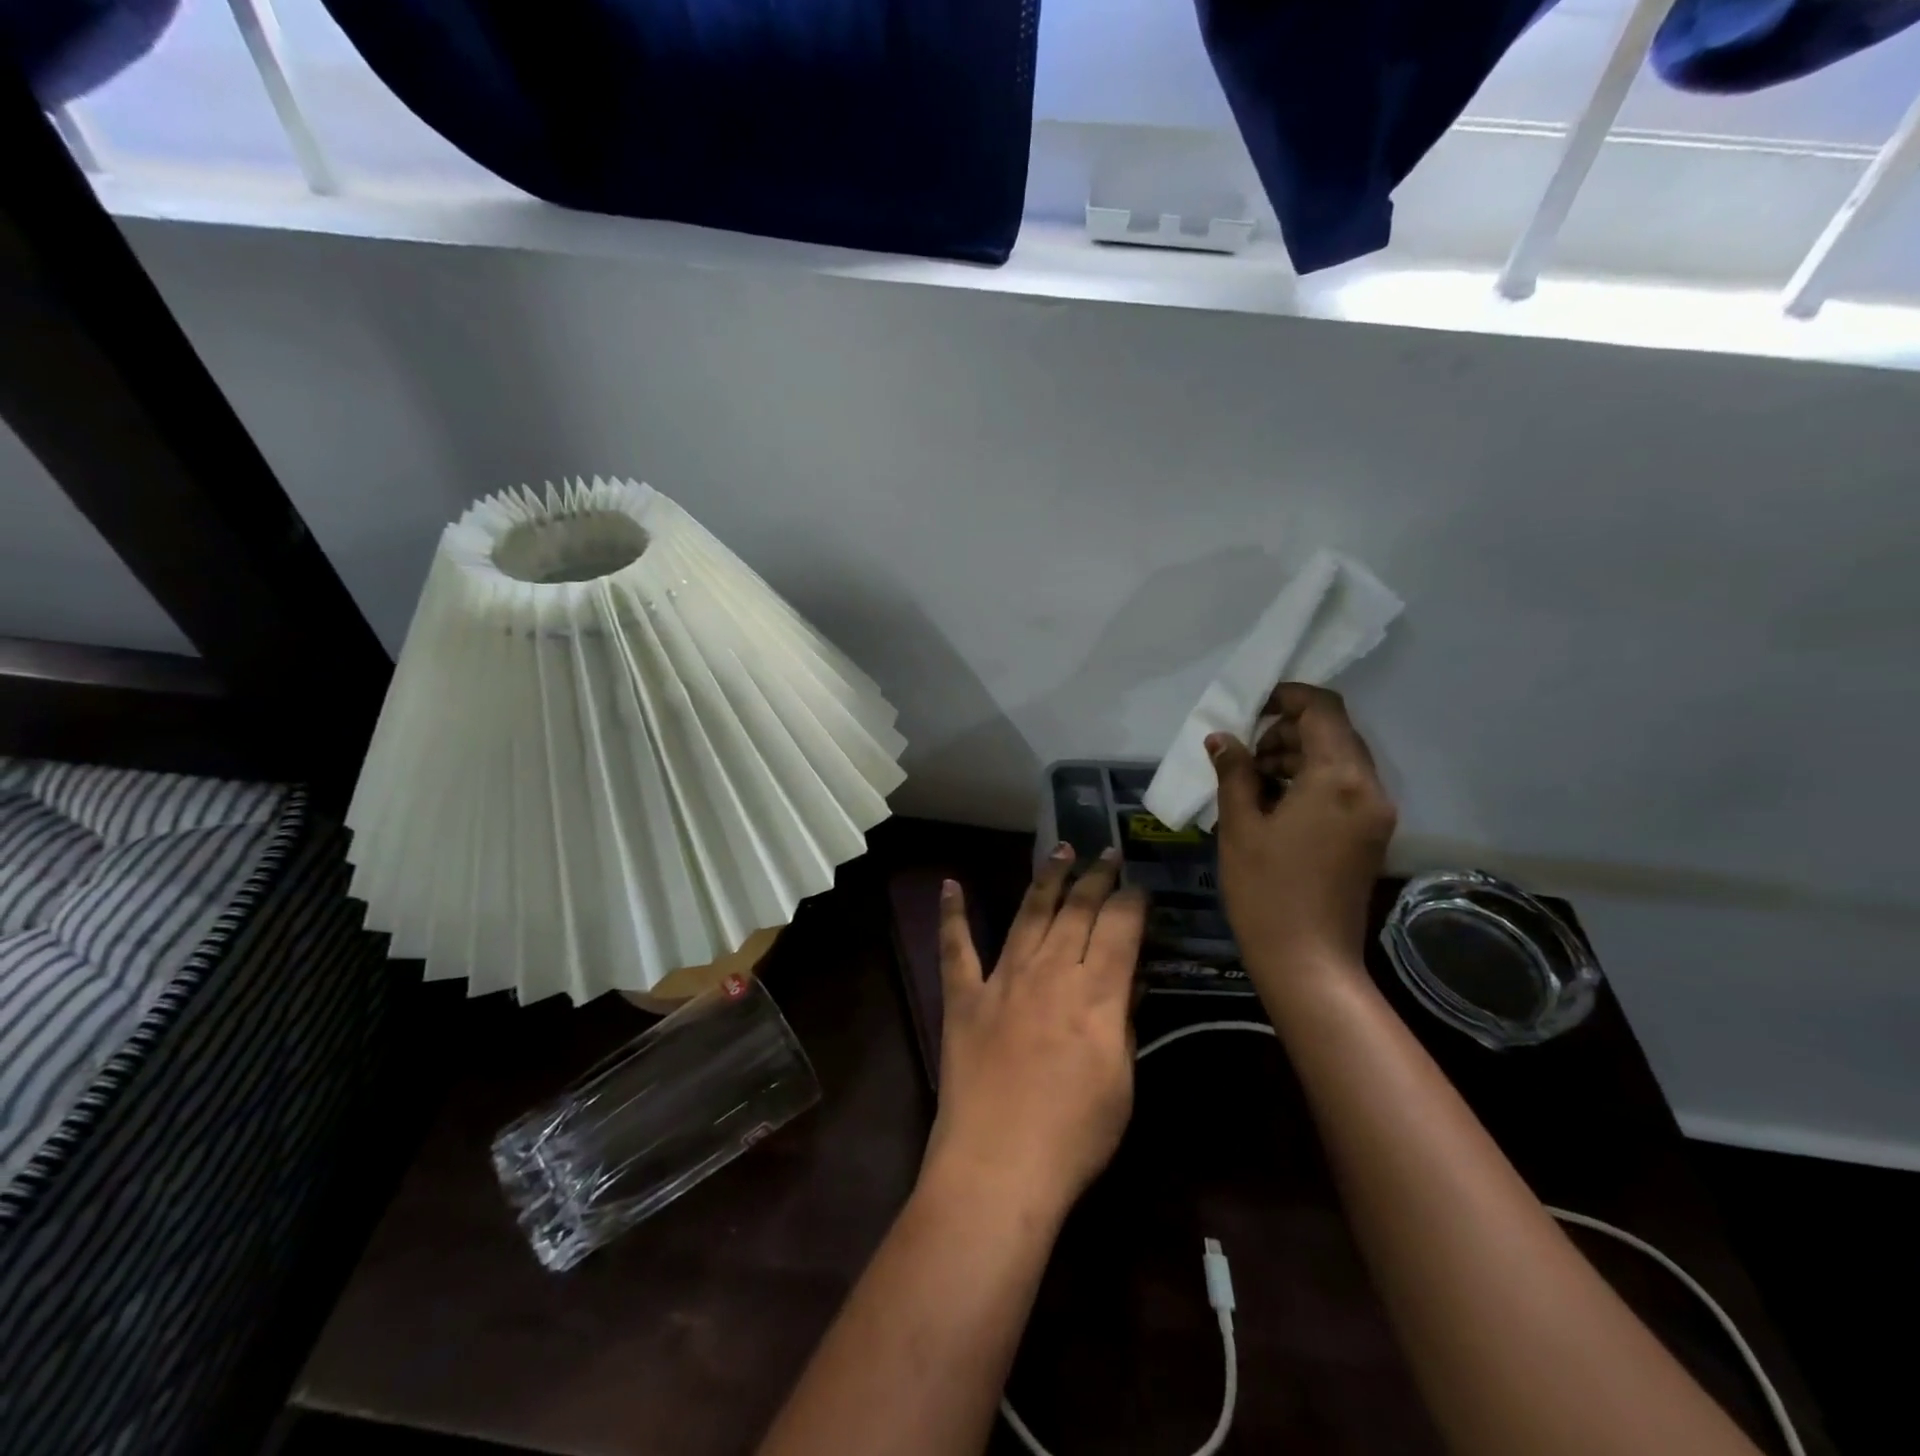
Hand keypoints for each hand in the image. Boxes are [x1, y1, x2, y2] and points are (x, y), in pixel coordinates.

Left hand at [926, 847, 1145, 1219]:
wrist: (998, 1167)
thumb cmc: (1074, 1136)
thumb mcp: (1121, 1082)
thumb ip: (1124, 1022)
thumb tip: (1130, 980)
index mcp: (1095, 993)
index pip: (1120, 927)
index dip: (1133, 900)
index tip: (1140, 885)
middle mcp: (1050, 971)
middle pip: (1077, 909)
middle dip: (1096, 877)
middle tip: (1106, 854)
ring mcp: (1002, 979)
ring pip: (1028, 914)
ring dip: (1046, 879)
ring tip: (1060, 849)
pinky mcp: (964, 997)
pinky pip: (957, 947)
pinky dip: (953, 914)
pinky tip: (950, 885)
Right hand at [1208, 683, 1395, 988]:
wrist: (1308, 960)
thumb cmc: (1265, 889)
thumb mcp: (1240, 825)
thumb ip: (1234, 772)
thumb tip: (1222, 738)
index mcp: (1337, 778)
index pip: (1322, 709)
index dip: (1287, 697)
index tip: (1251, 708)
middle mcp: (1368, 787)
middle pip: (1334, 731)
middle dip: (1288, 730)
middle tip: (1245, 753)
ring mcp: (1375, 813)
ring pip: (1340, 759)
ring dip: (1298, 755)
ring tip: (1253, 780)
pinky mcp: (1371, 834)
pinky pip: (1345, 787)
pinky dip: (1312, 780)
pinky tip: (1276, 803)